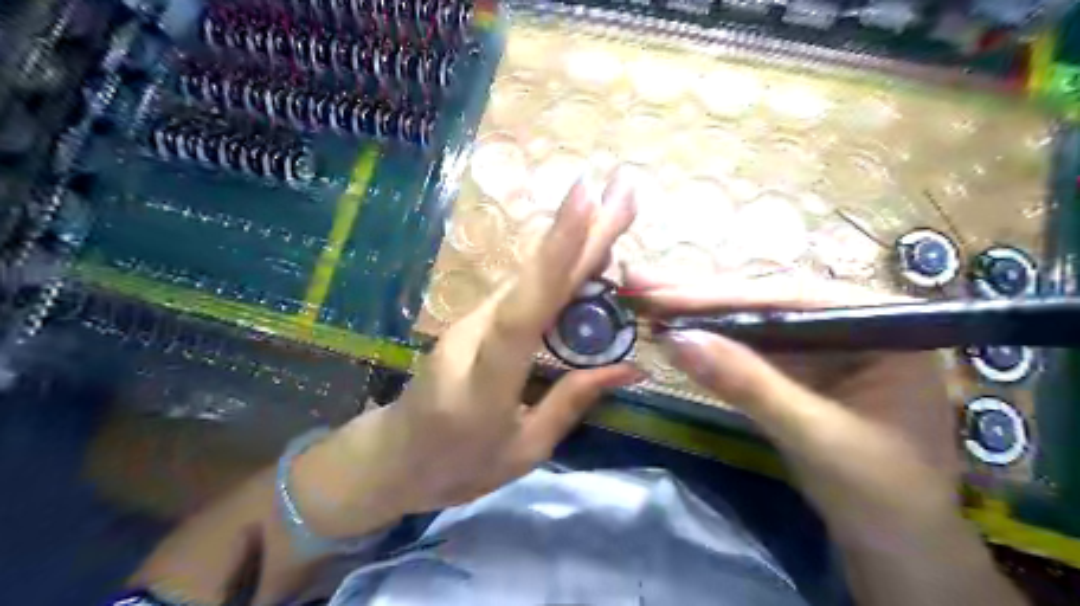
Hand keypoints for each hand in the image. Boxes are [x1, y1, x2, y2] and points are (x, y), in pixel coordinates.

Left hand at [294, 172, 640, 535]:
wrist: (392, 457)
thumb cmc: (456, 467)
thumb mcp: (524, 450)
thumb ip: (572, 402)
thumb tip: (630, 367)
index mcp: (484, 382)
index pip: (525, 310)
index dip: (557, 256)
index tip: (587, 201)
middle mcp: (474, 337)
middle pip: (532, 279)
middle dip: (580, 231)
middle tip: (623, 189)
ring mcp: (470, 322)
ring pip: (530, 279)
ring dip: (574, 245)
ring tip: (616, 212)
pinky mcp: (476, 319)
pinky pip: (525, 291)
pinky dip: (559, 270)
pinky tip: (589, 255)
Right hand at [635, 272, 960, 546]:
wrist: (898, 546)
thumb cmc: (882, 494)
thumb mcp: (815, 436)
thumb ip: (748, 384)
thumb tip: (676, 339)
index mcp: (883, 325)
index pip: (788, 299)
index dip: (717, 296)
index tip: (658, 292)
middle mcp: (853, 320)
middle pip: (765, 301)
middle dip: (699, 296)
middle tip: (639, 281)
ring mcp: (825, 342)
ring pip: (752, 320)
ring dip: (697, 313)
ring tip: (647, 298)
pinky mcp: (803, 366)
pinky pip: (751, 347)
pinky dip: (711, 342)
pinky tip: (677, 328)